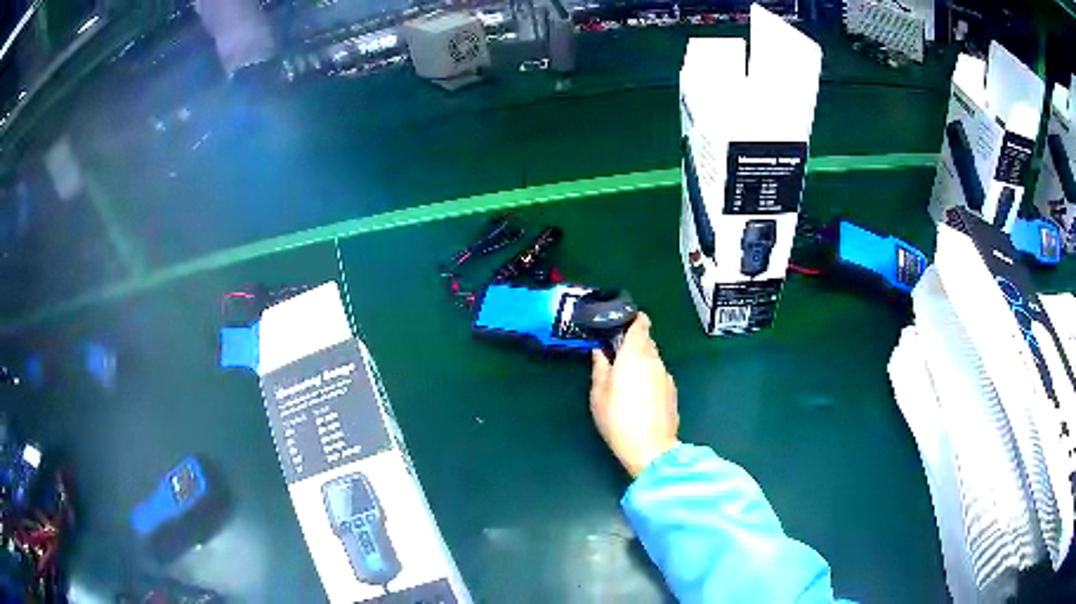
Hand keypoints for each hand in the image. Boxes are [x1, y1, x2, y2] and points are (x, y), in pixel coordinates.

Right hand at [590, 313, 679, 476]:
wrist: (651, 448)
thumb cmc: (618, 419)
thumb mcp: (598, 395)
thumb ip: (600, 369)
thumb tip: (599, 352)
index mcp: (635, 355)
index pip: (640, 325)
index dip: (633, 319)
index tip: (621, 322)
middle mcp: (654, 360)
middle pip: (647, 341)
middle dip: (633, 342)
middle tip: (616, 352)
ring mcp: (666, 376)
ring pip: (653, 359)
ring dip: (641, 360)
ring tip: (626, 376)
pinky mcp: (672, 391)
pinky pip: (659, 374)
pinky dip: (649, 375)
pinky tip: (639, 393)